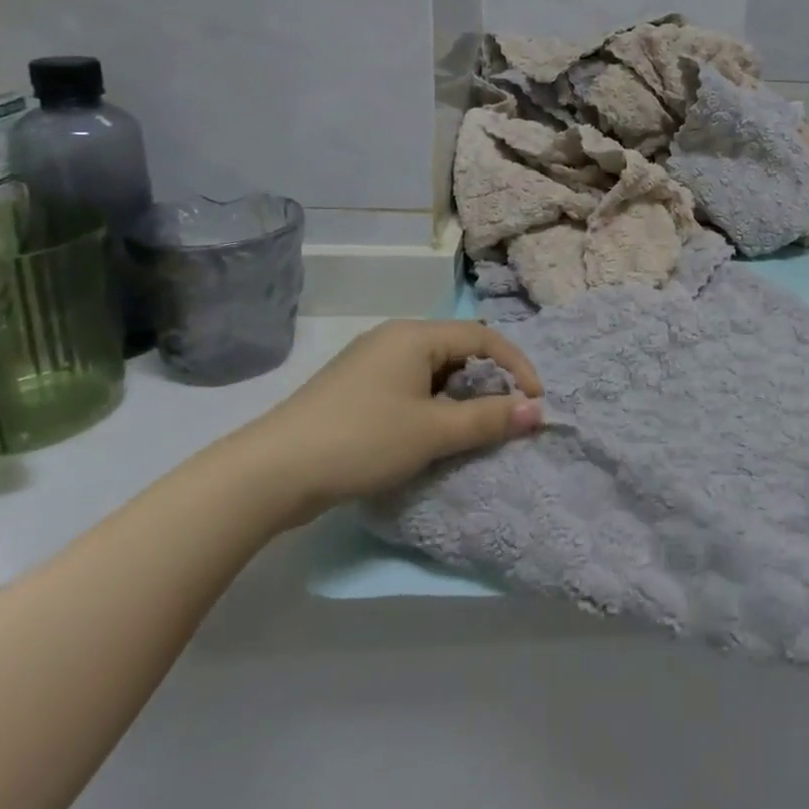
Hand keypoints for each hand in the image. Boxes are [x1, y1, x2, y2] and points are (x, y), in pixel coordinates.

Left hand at [233, 320, 543, 525]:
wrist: (271, 472)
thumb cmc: (362, 440)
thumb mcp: (433, 432)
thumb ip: (488, 419)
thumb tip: (537, 411)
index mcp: (415, 335)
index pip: (484, 337)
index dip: (517, 365)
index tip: (535, 401)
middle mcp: (394, 339)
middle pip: (458, 350)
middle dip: (488, 383)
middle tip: (503, 418)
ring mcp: (369, 363)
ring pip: (433, 372)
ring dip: (459, 398)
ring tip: (469, 432)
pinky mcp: (354, 389)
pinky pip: (409, 387)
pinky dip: (431, 406)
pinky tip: (427, 436)